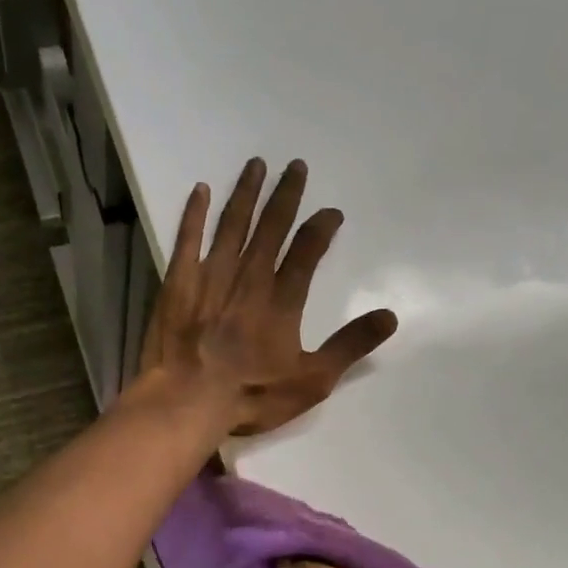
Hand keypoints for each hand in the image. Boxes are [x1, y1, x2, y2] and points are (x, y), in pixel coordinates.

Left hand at [141, 158, 397, 436]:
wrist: (187, 402)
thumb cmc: (252, 395)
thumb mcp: (312, 381)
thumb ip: (349, 346)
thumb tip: (390, 316)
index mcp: (282, 301)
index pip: (307, 252)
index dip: (321, 228)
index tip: (331, 212)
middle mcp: (249, 279)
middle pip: (270, 228)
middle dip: (285, 196)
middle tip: (295, 166)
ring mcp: (210, 278)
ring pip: (232, 225)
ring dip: (246, 194)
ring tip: (256, 165)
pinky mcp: (177, 285)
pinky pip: (187, 240)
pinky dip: (195, 214)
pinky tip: (200, 191)